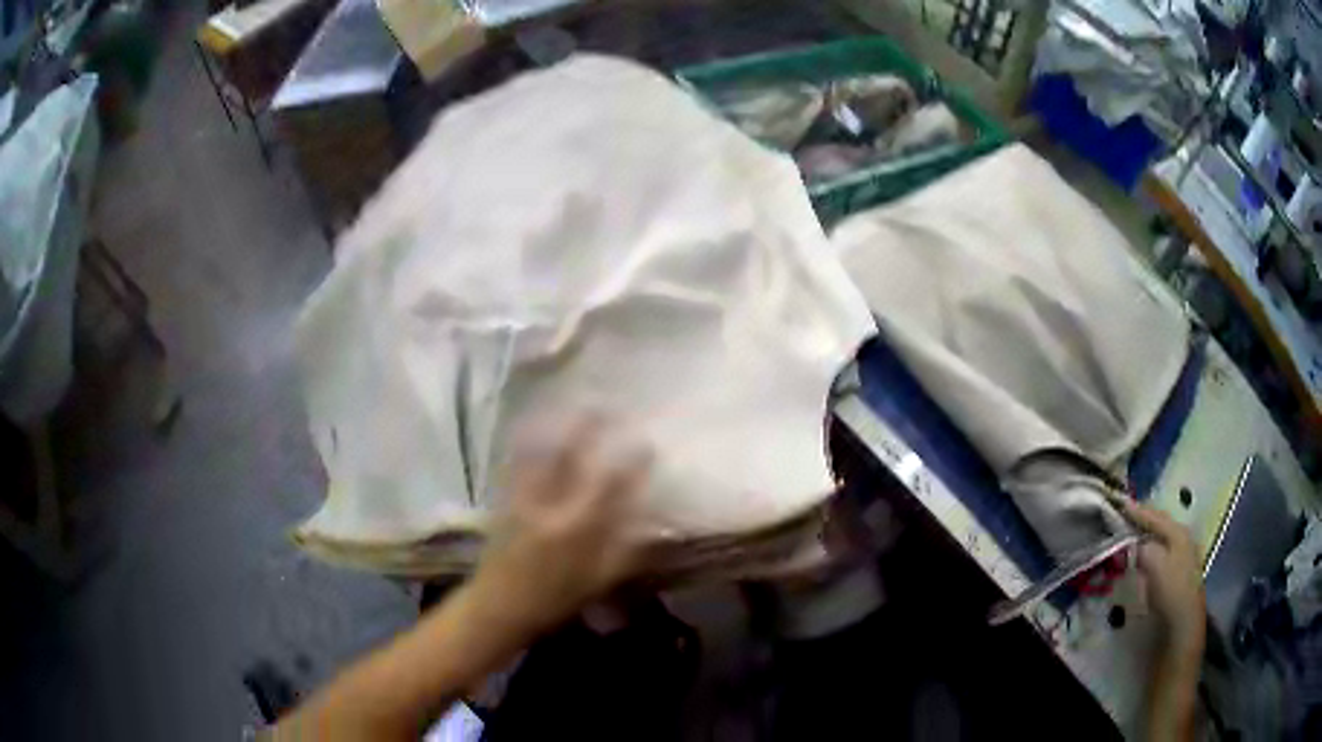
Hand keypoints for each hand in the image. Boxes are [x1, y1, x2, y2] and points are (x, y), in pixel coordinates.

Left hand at [468, 415, 653, 638]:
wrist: (499, 606)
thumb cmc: (554, 600)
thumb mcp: (599, 583)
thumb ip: (627, 552)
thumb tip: (651, 523)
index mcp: (580, 529)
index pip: (612, 486)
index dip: (632, 463)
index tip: (647, 444)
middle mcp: (552, 506)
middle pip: (574, 459)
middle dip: (591, 429)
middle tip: (606, 405)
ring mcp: (525, 499)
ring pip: (543, 454)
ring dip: (558, 427)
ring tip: (572, 405)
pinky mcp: (505, 499)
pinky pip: (516, 463)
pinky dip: (525, 441)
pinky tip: (531, 425)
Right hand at [1120, 499, 1205, 655]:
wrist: (1183, 623)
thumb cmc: (1170, 589)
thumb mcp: (1154, 563)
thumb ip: (1142, 547)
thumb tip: (1132, 545)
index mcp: (1178, 532)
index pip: (1155, 516)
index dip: (1136, 510)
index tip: (1118, 502)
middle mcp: (1183, 539)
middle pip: (1160, 525)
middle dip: (1143, 519)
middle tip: (1124, 514)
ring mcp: (1183, 557)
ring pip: (1161, 539)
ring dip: (1147, 535)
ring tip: (1130, 533)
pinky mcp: (1178, 575)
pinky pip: (1161, 554)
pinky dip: (1150, 550)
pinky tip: (1142, 556)